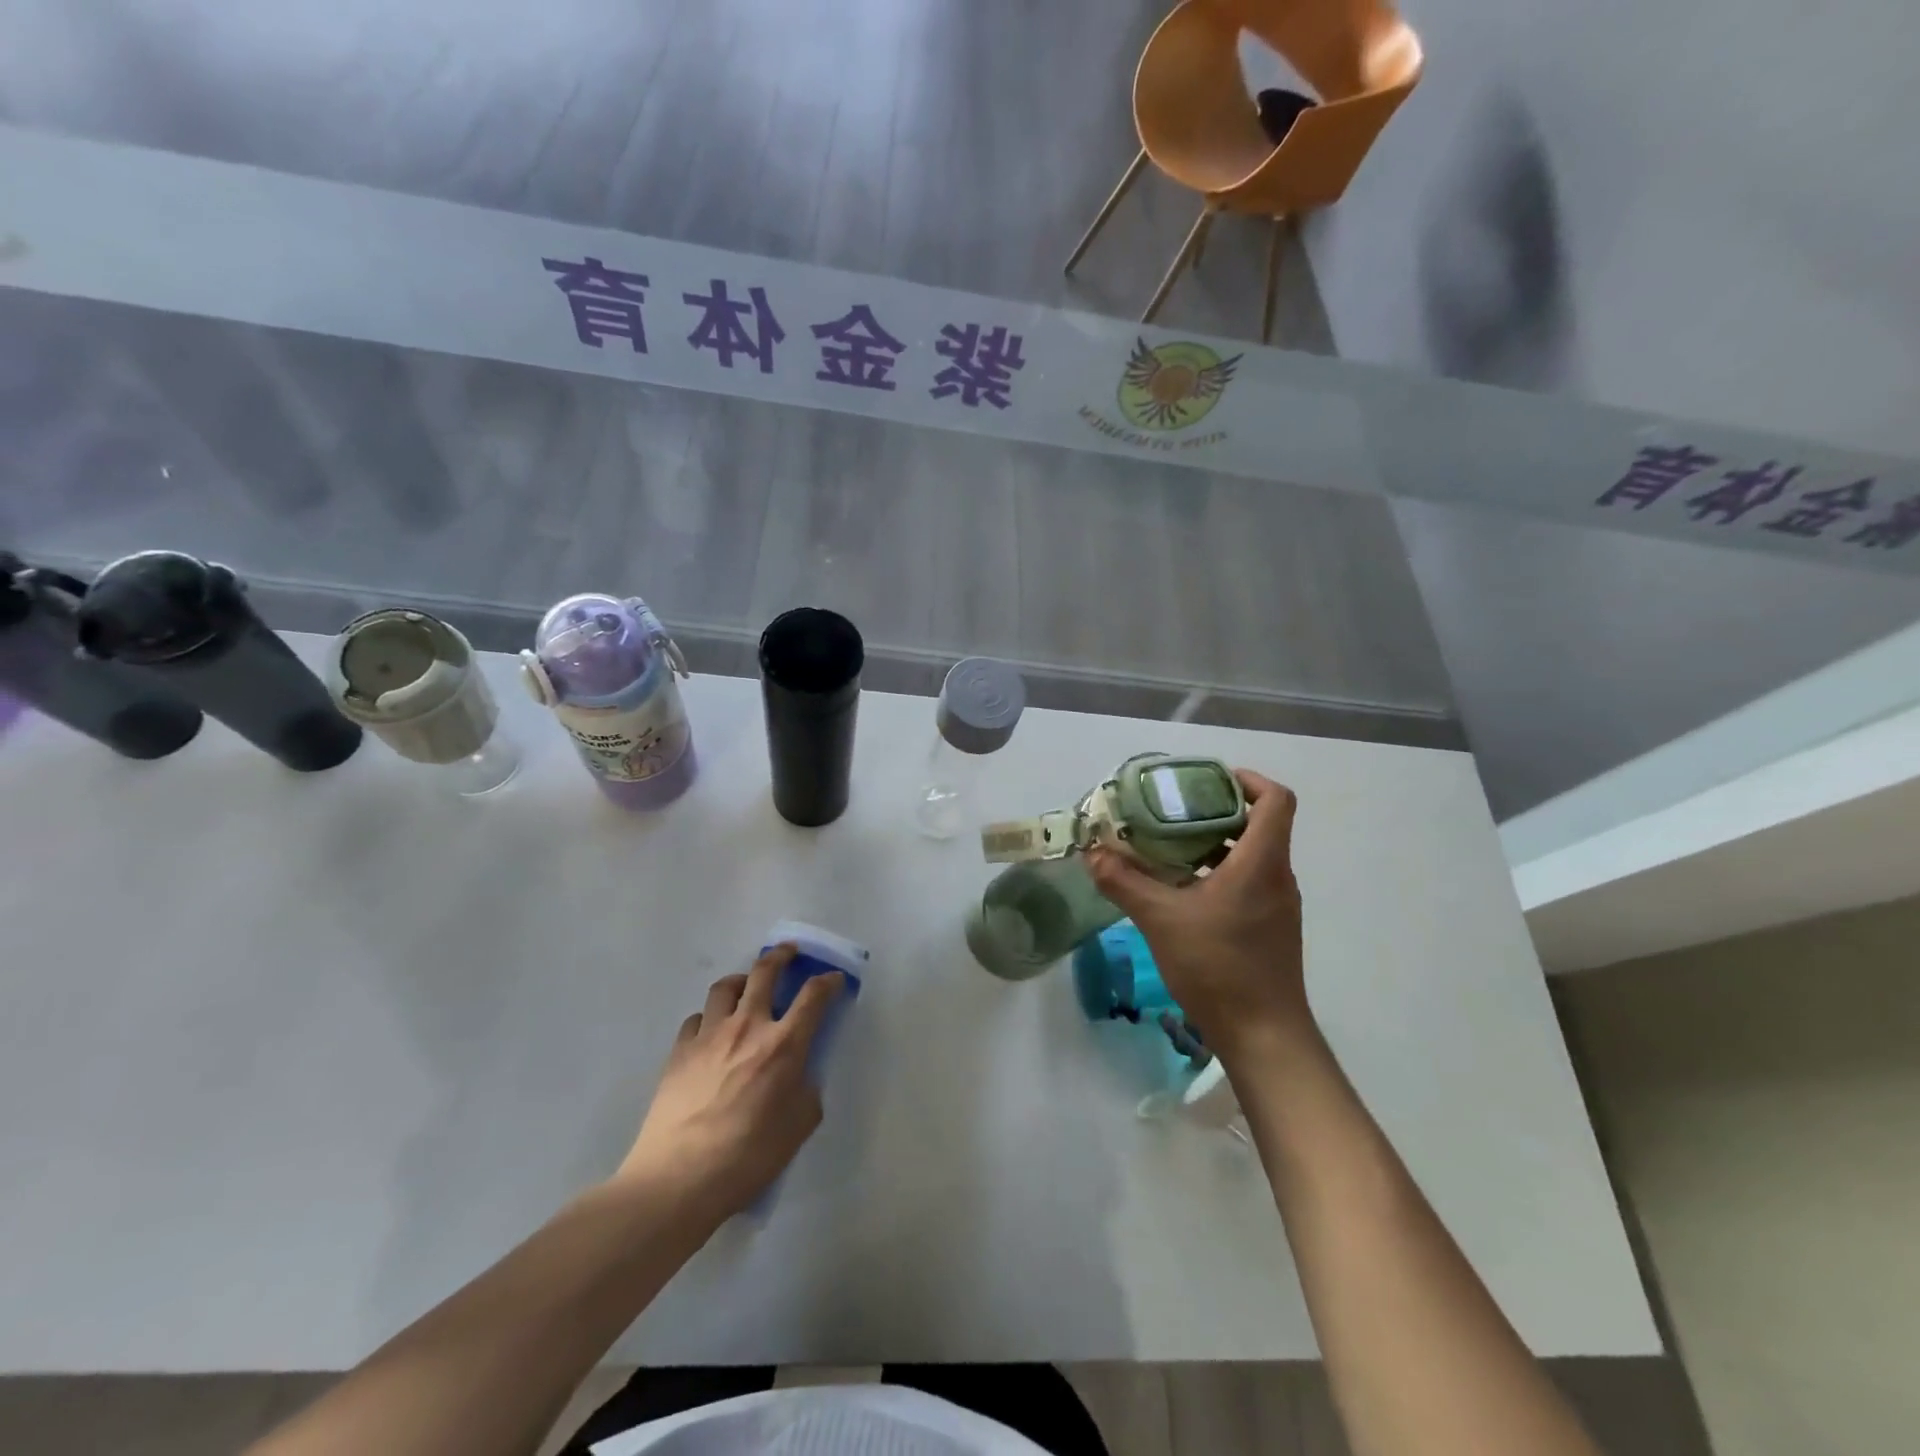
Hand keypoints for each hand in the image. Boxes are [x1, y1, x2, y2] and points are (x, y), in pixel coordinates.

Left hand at [614, 944, 843, 1220]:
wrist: (678, 1178)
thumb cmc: (748, 1156)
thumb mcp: (798, 1128)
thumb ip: (807, 1093)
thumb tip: (800, 1078)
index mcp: (784, 1044)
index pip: (813, 997)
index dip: (828, 982)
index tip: (834, 979)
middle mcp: (748, 1026)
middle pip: (765, 972)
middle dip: (781, 956)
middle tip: (789, 952)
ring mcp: (709, 1035)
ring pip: (726, 986)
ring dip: (741, 979)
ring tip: (746, 985)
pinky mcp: (679, 1051)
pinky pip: (697, 1018)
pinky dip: (709, 1017)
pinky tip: (711, 1031)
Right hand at [1087, 770, 1307, 1056]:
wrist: (1265, 1037)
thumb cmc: (1219, 968)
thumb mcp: (1161, 920)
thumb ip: (1124, 882)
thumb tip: (1092, 852)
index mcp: (1261, 863)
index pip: (1276, 800)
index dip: (1247, 780)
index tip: (1206, 781)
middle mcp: (1277, 877)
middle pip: (1259, 823)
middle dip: (1215, 811)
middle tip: (1170, 811)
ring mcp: (1277, 905)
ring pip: (1250, 855)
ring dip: (1213, 844)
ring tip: (1167, 846)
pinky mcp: (1270, 928)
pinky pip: (1248, 882)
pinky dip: (1217, 873)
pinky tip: (1180, 891)